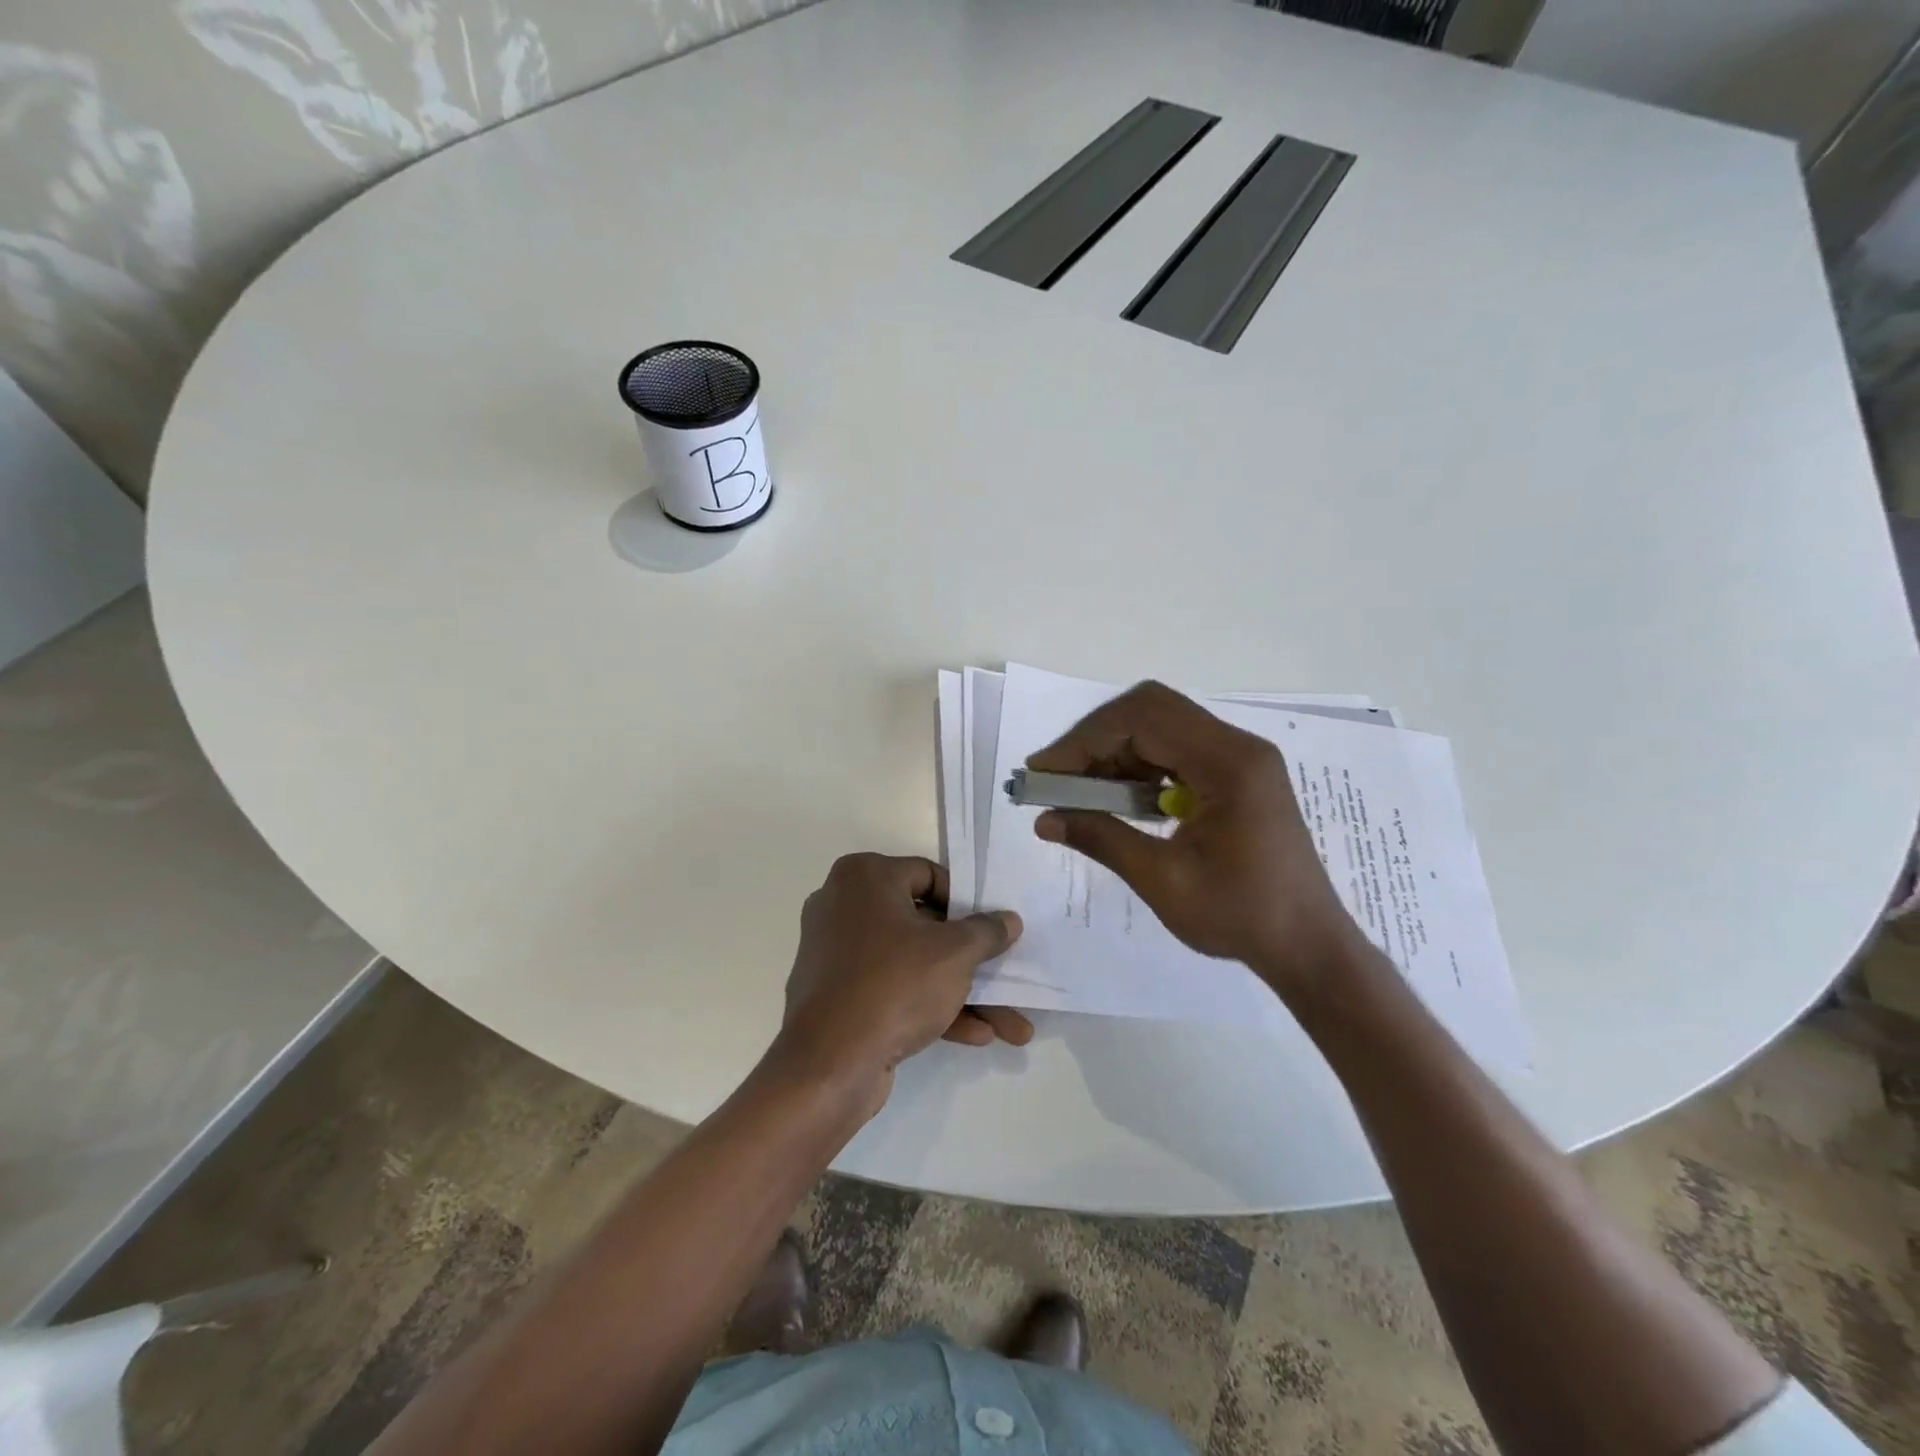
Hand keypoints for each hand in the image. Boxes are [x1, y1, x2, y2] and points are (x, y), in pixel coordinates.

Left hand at [774, 854, 1027, 1118]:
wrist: (828, 1065)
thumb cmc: (894, 984)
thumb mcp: (955, 953)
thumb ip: (987, 931)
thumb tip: (1008, 920)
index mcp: (864, 877)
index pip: (928, 875)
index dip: (967, 903)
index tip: (992, 928)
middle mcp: (844, 907)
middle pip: (924, 925)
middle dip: (973, 960)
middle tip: (1007, 974)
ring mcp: (839, 955)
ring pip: (913, 964)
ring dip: (962, 993)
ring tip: (1013, 1027)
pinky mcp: (838, 997)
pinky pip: (893, 990)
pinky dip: (931, 1007)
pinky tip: (977, 1035)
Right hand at [1027, 681, 1367, 998]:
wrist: (1308, 945)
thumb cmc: (1241, 917)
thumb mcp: (1164, 881)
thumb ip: (1102, 839)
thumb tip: (1043, 819)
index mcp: (1229, 763)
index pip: (1143, 719)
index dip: (1086, 740)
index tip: (1044, 772)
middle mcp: (1238, 746)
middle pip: (1151, 710)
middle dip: (1096, 739)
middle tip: (1058, 777)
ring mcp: (1240, 758)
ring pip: (1161, 726)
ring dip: (1115, 752)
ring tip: (1080, 791)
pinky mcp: (1237, 774)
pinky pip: (1176, 750)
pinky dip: (1138, 766)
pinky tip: (1119, 799)